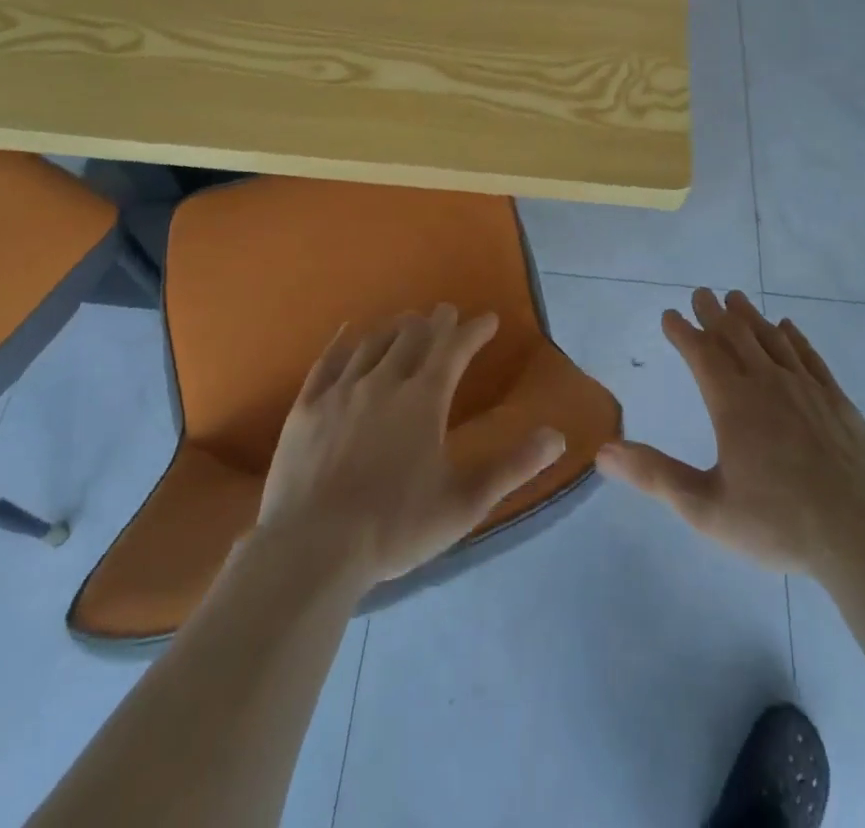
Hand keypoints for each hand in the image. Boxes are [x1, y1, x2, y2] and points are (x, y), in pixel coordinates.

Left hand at [255, 304, 566, 587]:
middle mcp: (383, 382)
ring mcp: (340, 391)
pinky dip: (344, 343)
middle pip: (413, 336)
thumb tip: (558, 436)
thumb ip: (514, 467)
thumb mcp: (465, 502)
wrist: (310, 551)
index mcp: (423, 399)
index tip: (489, 319)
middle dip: (435, 321)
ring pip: (373, 343)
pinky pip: (327, 361)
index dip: (475, 330)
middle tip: (446, 313)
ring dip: (395, 327)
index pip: (456, 348)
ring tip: (406, 320)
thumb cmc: (395, 527)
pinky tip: (349, 334)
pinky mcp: (306, 407)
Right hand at [596, 289, 864, 578]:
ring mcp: (806, 388)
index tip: (669, 314)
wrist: (863, 535)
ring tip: (736, 298)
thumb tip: (604, 450)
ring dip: (750, 316)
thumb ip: (655, 476)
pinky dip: (794, 337)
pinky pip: (810, 356)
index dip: (683, 332)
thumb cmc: (778, 523)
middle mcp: (768, 384)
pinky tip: (788, 327)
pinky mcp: (837, 400)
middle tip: (702, 292)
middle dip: (714, 313)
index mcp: (734, 404)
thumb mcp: (706, 508)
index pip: (701, 354)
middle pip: (736, 336)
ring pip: (772, 339)